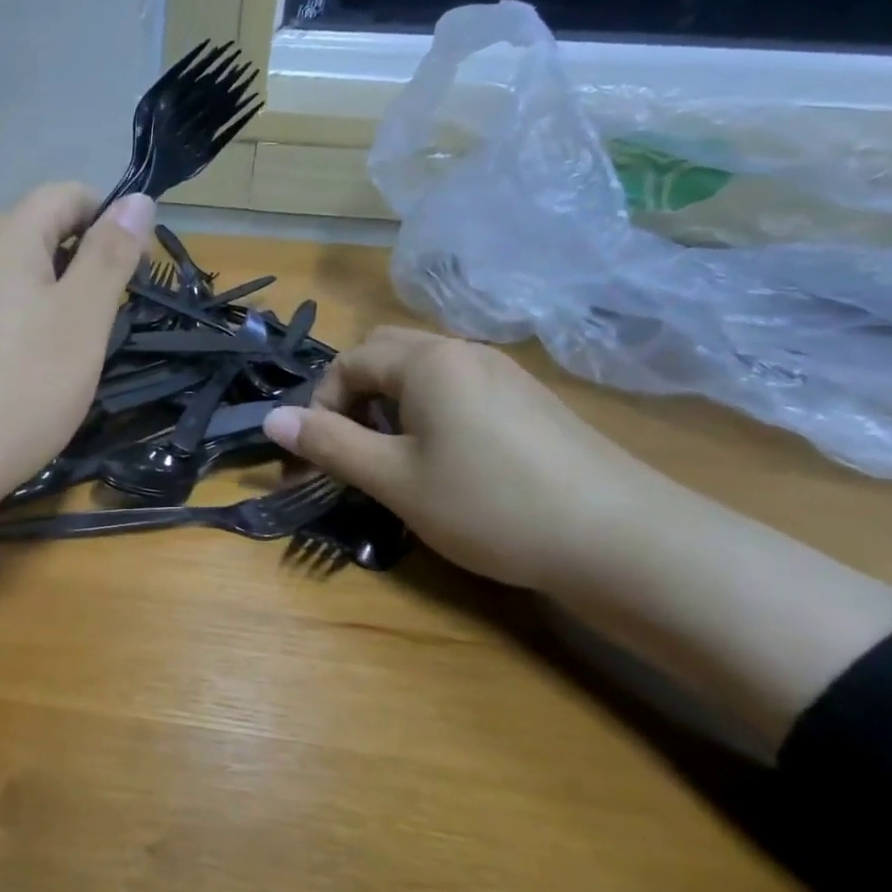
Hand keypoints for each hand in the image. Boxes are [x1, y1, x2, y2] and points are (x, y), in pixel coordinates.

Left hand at [0, 183, 154, 515]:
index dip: (109, 221)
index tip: (131, 274)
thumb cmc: (20, 387)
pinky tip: (24, 372)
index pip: (68, 194)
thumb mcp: (83, 318)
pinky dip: (19, 325)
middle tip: (101, 324)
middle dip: (81, 266)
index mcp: (4, 232)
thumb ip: (111, 254)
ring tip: (66, 354)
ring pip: (16, 274)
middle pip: (39, 232)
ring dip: (52, 300)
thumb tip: (138, 197)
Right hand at [263, 327, 648, 589]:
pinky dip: (432, 414)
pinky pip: (461, 390)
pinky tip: (448, 463)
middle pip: (387, 354)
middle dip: (354, 397)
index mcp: (428, 361)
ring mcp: (506, 375)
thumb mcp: (395, 480)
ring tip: (395, 460)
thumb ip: (329, 445)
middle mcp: (466, 352)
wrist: (621, 539)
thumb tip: (270, 419)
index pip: (350, 361)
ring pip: (426, 373)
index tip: (316, 457)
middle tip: (351, 449)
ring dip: (392, 406)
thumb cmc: (490, 504)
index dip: (321, 405)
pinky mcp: (531, 402)